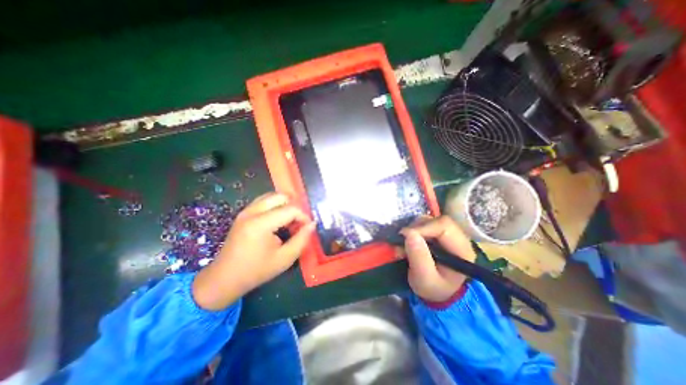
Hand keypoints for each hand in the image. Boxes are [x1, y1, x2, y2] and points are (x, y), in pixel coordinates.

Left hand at [189, 192, 312, 308]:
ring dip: (285, 205)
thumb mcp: (284, 259)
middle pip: (281, 196)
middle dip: (294, 206)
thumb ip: (302, 239)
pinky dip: (275, 206)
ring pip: (272, 196)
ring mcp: (245, 211)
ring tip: (289, 221)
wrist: (224, 279)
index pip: (290, 209)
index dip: (303, 216)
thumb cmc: (256, 271)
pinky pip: (264, 201)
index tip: (307, 227)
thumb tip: (312, 224)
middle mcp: (252, 212)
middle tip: (298, 222)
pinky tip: (277, 220)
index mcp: (260, 224)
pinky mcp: (243, 213)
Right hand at [403, 215, 478, 301]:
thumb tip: (409, 233)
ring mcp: (449, 233)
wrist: (437, 292)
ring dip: (413, 230)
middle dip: (416, 228)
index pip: (444, 226)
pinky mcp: (439, 233)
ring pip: (429, 220)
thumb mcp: (424, 279)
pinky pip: (424, 224)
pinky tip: (409, 243)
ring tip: (405, 245)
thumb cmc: (433, 288)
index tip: (404, 236)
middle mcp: (459, 237)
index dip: (423, 228)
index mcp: (462, 249)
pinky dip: (413, 231)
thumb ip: (419, 258)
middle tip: (402, 241)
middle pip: (436, 220)